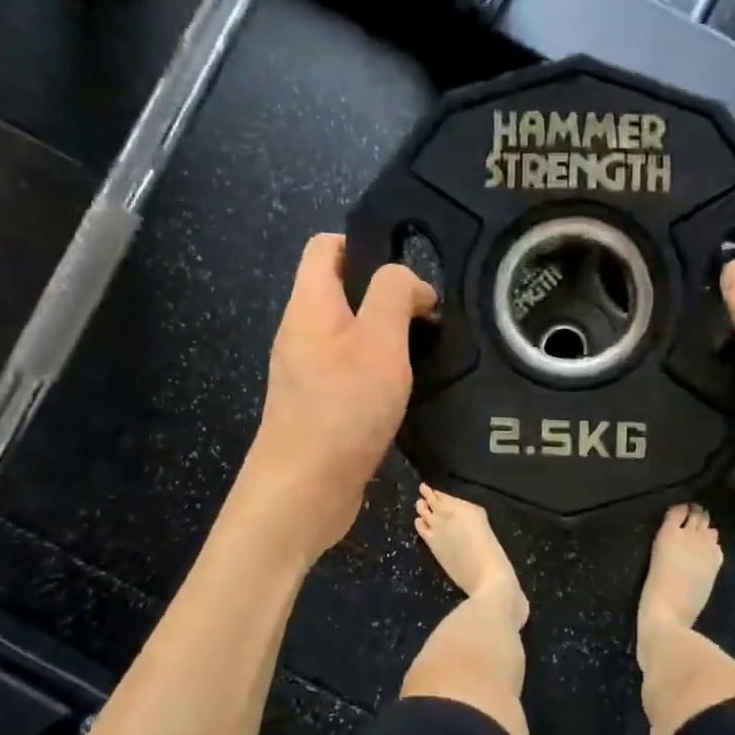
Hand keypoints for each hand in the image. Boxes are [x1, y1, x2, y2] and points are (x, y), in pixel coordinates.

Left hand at [241, 234, 435, 558]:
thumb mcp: (380, 341)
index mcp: (310, 304)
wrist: (304, 492)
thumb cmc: (342, 408)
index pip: (326, 246)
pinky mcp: (321, 404)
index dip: (366, 242)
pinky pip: (353, 369)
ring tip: (430, 349)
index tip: (410, 268)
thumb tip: (411, 283)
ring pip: (353, 332)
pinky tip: (410, 387)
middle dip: (389, 294)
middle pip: (344, 290)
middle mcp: (303, 331)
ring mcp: (309, 370)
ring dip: (390, 335)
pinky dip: (381, 369)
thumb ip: (394, 295)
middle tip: (431, 314)